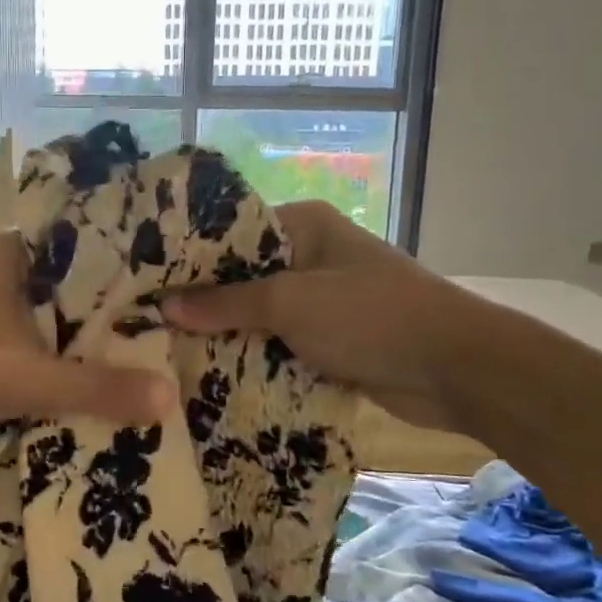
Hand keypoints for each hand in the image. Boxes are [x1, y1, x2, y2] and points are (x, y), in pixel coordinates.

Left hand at [0, 233, 176, 433]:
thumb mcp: (25, 378)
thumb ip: (94, 388)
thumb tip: (169, 398)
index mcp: (10, 256)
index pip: (80, 245)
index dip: (117, 265)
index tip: (155, 287)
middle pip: (55, 282)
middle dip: (91, 307)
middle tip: (141, 331)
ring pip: (23, 309)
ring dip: (55, 332)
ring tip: (104, 356)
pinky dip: (21, 350)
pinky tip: (39, 374)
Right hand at [162, 201, 474, 429]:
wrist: (456, 369)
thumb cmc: (371, 316)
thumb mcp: (291, 302)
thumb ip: (227, 303)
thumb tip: (164, 306)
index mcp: (304, 226)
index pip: (232, 232)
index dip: (189, 257)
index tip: (145, 280)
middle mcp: (309, 257)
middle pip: (241, 277)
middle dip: (202, 302)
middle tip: (145, 321)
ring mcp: (320, 301)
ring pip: (258, 315)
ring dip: (225, 335)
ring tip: (164, 351)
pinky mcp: (329, 341)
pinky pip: (278, 345)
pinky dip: (252, 358)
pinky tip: (209, 375)